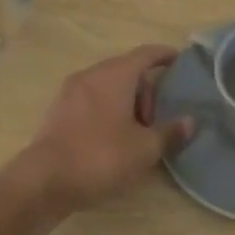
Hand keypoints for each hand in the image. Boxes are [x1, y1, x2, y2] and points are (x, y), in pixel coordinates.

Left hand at [17, 45, 194, 213]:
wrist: (44, 181)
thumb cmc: (101, 157)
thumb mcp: (144, 149)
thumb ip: (169, 132)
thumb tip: (190, 121)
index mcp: (115, 75)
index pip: (145, 54)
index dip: (164, 55)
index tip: (180, 61)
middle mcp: (91, 75)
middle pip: (126, 71)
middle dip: (146, 91)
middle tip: (155, 122)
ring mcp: (70, 92)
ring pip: (107, 86)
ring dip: (126, 102)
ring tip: (135, 134)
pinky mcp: (58, 111)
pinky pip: (91, 100)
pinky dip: (107, 110)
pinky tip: (112, 138)